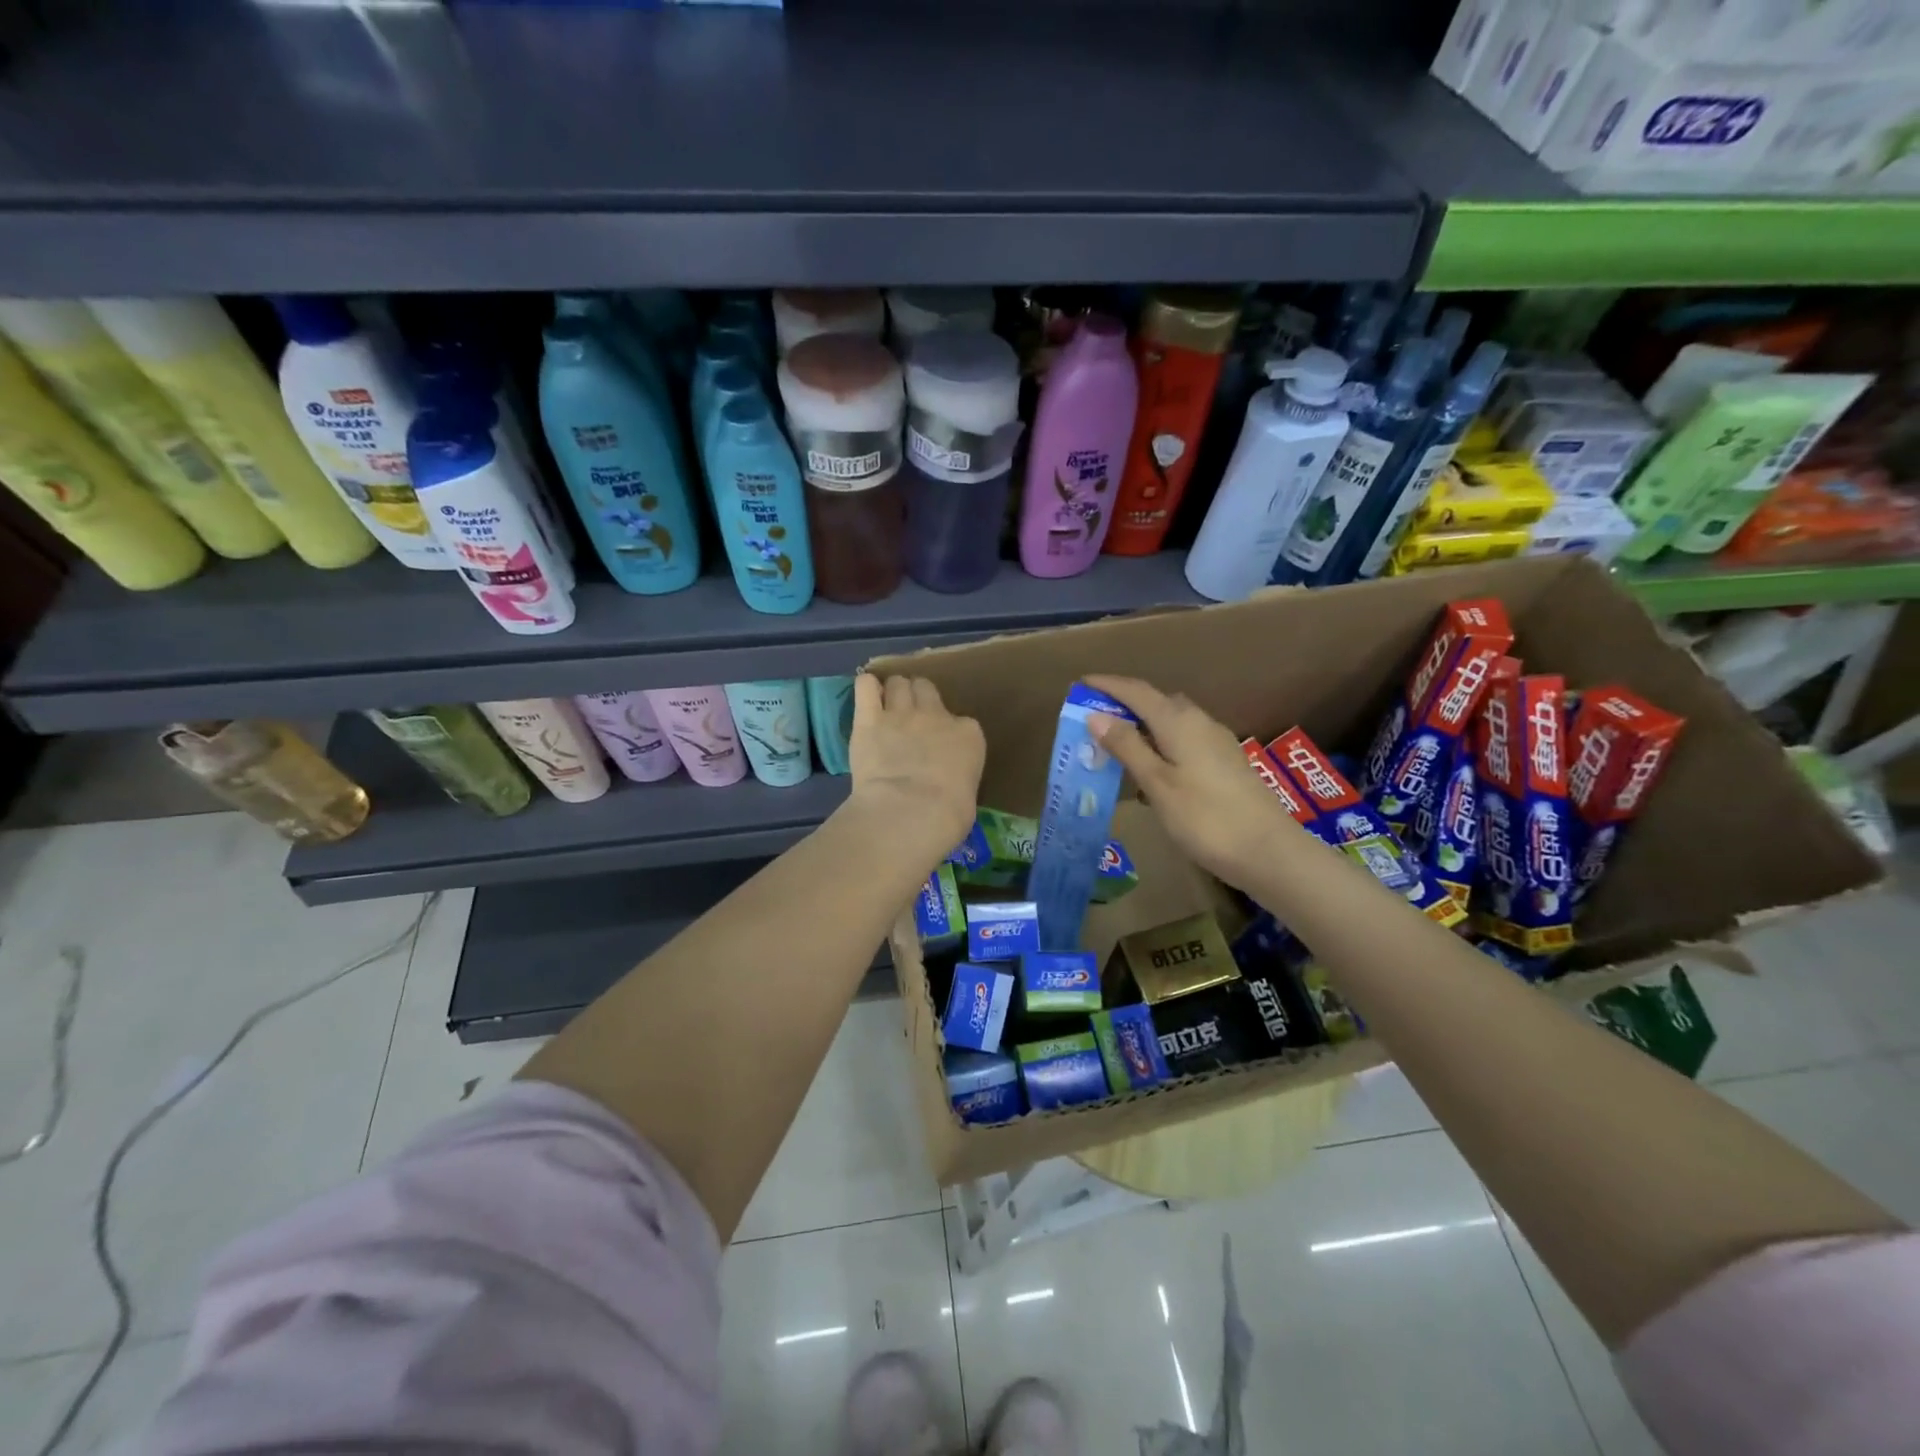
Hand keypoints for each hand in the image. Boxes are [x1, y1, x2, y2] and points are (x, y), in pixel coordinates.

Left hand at [845, 673, 984, 865]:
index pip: (961, 721)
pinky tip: (866, 698)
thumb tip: (945, 784)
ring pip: (897, 683)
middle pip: (926, 688)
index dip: (947, 730)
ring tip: (886, 708)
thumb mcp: (967, 794)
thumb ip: (956, 776)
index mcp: (968, 734)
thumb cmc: (948, 816)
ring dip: (893, 692)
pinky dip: (866, 688)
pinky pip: (866, 686)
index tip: (939, 746)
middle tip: (909, 717)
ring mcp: (901, 714)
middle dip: (918, 697)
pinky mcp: (869, 719)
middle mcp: (936, 715)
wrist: (912, 812)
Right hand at [1083, 674, 1305, 892]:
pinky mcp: (1226, 763)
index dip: (1108, 685)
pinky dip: (1161, 744)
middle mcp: (1200, 722)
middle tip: (1094, 720)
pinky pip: (1184, 740)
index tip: (1081, 684)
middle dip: (1124, 705)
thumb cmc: (1205, 818)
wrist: (1268, 852)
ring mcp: (1217, 742)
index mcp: (1179, 721)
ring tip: (1117, 747)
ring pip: (1172, 722)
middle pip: (1157, 702)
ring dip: (1143, 726)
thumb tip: (1097, 716)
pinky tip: (1152, 771)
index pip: (1137, 691)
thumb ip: (1127, 747)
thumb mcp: (1157, 783)